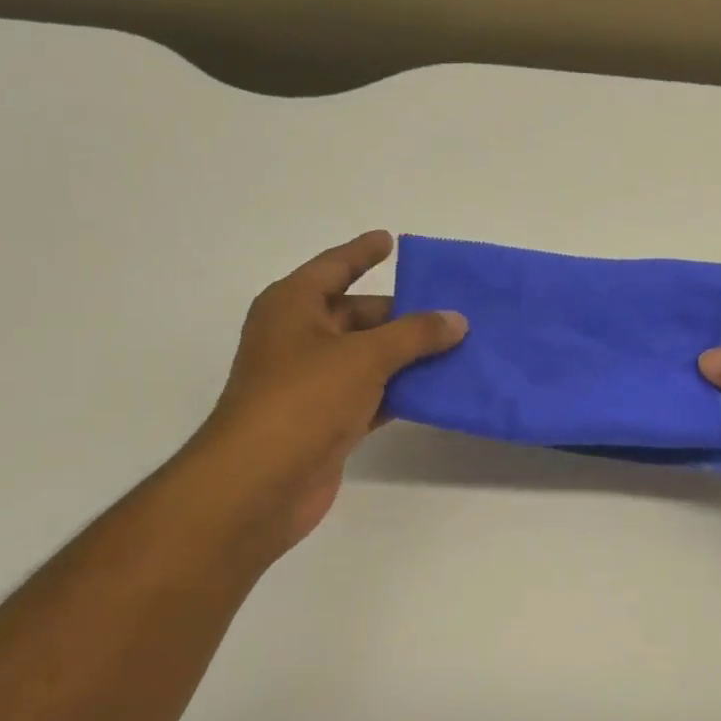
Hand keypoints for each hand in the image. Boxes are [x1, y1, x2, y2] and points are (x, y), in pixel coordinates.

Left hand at [190, 231, 465, 553]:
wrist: (262, 481)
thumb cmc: (304, 399)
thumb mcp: (364, 356)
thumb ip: (414, 334)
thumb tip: (456, 319)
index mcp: (293, 306)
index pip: (334, 267)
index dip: (362, 252)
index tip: (391, 240)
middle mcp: (300, 339)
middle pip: (358, 315)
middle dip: (403, 315)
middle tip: (452, 311)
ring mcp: (312, 383)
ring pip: (369, 358)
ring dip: (408, 357)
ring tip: (458, 348)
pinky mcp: (326, 421)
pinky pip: (372, 395)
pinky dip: (400, 392)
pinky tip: (437, 391)